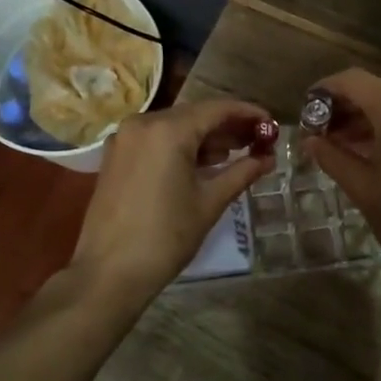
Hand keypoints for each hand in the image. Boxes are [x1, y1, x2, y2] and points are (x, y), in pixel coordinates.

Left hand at [71, 99, 274, 307]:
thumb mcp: (209, 203)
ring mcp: (125, 139)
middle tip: (258, 141)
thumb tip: (268, 159)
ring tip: (237, 153)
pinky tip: (203, 163)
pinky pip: (156, 140)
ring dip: (205, 137)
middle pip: (195, 115)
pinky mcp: (116, 156)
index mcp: (168, 130)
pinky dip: (181, 146)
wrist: (109, 272)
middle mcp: (143, 123)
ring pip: (174, 127)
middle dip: (228, 126)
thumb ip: (241, 173)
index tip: (271, 124)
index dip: (248, 113)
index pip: (217, 109)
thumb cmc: (165, 237)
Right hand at [302, 69, 380, 287]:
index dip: (326, 90)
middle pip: (378, 90)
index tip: (308, 109)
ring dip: (372, 118)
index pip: (354, 81)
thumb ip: (332, 156)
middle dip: (348, 107)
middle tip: (323, 134)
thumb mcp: (362, 187)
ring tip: (348, 145)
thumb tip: (310, 140)